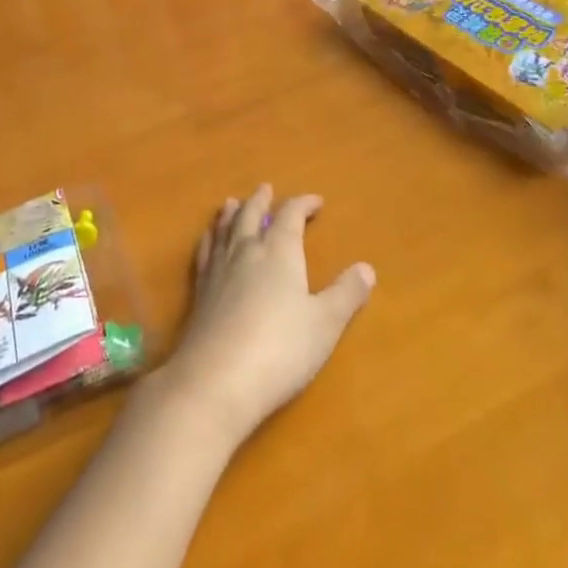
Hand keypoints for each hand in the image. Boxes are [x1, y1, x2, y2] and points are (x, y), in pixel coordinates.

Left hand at [155, 185, 374, 450]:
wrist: (216, 379)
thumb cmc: (280, 349)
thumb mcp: (324, 324)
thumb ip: (346, 294)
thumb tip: (367, 268)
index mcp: (279, 251)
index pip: (290, 216)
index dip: (303, 204)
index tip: (316, 201)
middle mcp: (246, 251)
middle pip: (251, 215)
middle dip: (261, 200)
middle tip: (266, 188)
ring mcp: (219, 270)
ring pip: (224, 229)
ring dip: (231, 213)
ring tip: (231, 203)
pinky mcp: (200, 291)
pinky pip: (205, 251)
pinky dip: (209, 238)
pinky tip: (208, 240)